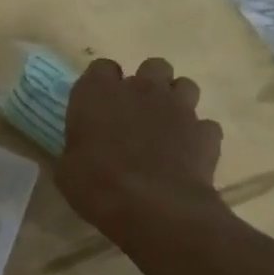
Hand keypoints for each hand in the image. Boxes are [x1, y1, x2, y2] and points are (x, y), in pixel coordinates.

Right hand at [55, 58, 227, 244]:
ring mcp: (178, 108)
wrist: (154, 207)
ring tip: (166, 126)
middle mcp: (140, 90)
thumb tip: (78, 152)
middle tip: (136, 111)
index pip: (101, 67)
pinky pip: (205, 125)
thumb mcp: (67, 169)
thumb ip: (75, 148)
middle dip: (147, 83)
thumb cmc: (97, 184)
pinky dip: (197, 136)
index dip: (101, 84)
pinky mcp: (206, 132)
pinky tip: (187, 154)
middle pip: (152, 66)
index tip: (97, 105)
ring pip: (185, 85)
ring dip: (176, 101)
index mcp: (98, 93)